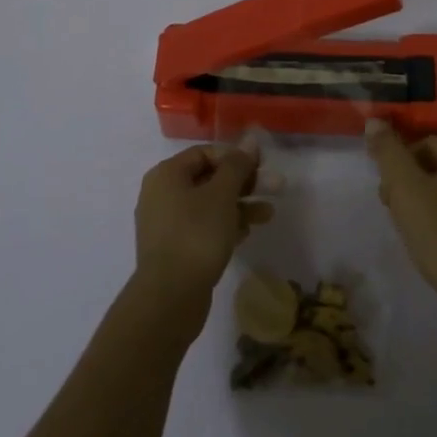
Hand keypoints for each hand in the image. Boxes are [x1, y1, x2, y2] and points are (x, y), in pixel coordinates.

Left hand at [132, 139, 272, 330]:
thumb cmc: (196, 235)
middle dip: (243, 183)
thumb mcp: (222, 195)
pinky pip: (202, 227)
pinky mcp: (174, 249)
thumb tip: (250, 138)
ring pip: (208, 205)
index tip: (262, 166)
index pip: (204, 153)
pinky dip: (225, 225)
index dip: (235, 156)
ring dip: (239, 205)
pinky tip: (247, 232)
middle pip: (208, 179)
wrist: (169, 298)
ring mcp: (166, 224)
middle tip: (275, 188)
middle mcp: (161, 194)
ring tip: (268, 214)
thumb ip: (237, 165)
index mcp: (166, 174)